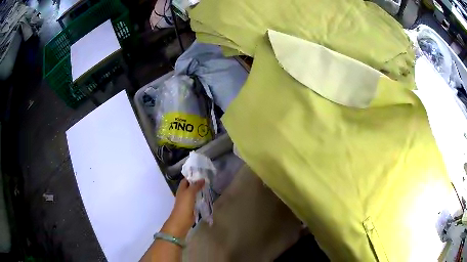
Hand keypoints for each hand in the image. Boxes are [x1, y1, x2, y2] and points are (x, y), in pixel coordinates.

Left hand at [161, 178, 204, 238]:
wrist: (181, 221)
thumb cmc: (184, 205)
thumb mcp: (190, 193)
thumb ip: (195, 186)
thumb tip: (202, 179)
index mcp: (181, 189)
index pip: (186, 179)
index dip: (192, 176)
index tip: (202, 173)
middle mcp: (184, 194)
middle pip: (190, 186)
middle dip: (197, 183)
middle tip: (208, 179)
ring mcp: (187, 201)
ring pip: (194, 193)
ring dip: (199, 190)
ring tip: (209, 187)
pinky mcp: (191, 207)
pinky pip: (196, 200)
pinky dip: (200, 197)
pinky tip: (206, 197)